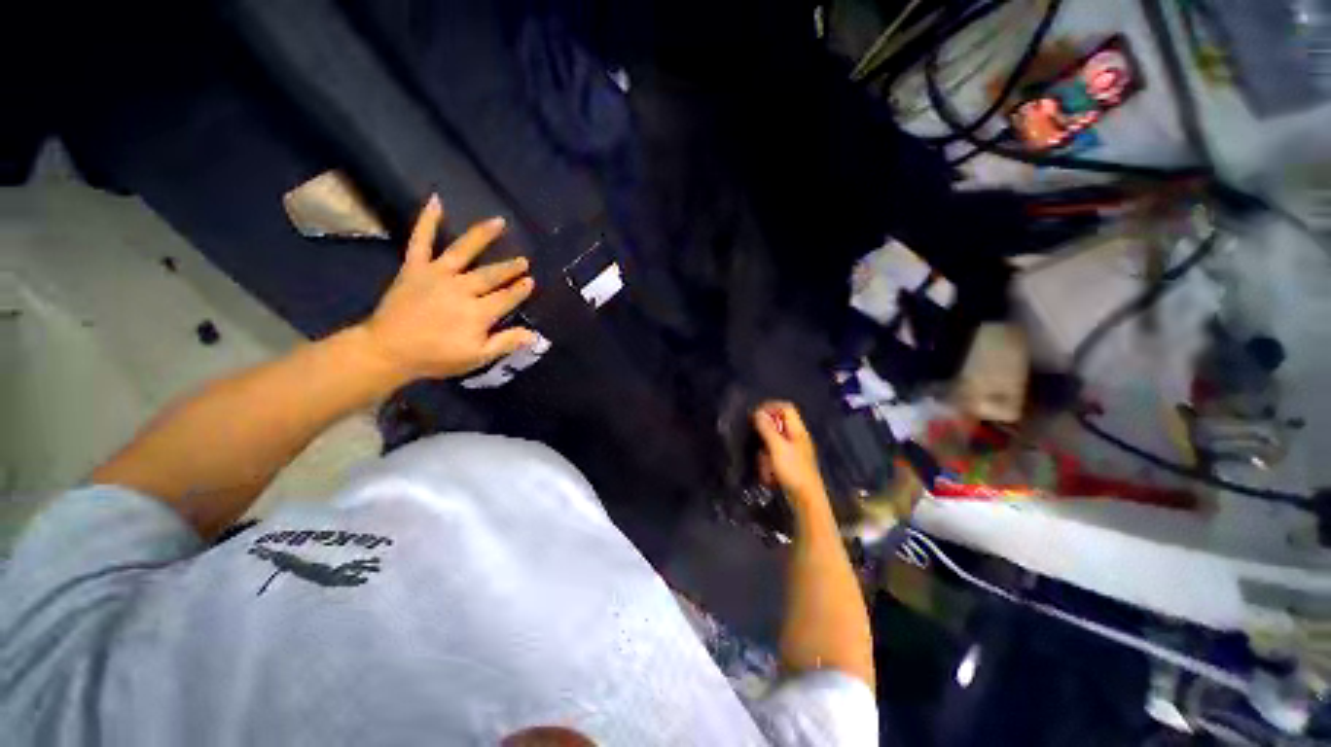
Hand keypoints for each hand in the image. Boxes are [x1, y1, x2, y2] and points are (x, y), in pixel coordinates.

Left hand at [359, 195, 535, 381]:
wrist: (388, 350)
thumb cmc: (436, 356)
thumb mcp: (476, 357)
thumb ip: (506, 343)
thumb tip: (534, 335)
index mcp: (478, 312)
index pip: (507, 298)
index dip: (520, 290)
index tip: (531, 282)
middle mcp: (461, 288)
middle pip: (491, 275)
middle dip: (509, 268)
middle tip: (523, 261)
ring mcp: (437, 275)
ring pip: (464, 251)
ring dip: (483, 235)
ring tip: (499, 221)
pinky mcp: (414, 268)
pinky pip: (421, 240)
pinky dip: (427, 221)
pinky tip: (436, 201)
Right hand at [753, 401, 827, 510]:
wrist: (806, 499)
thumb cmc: (793, 471)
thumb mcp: (777, 447)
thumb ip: (767, 429)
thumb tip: (758, 413)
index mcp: (798, 431)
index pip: (786, 407)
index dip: (770, 407)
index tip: (756, 415)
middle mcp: (798, 437)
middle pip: (780, 423)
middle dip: (765, 431)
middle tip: (757, 439)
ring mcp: (796, 450)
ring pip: (776, 440)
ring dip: (766, 449)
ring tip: (764, 462)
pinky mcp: (792, 463)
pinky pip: (777, 454)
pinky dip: (770, 460)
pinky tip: (768, 472)